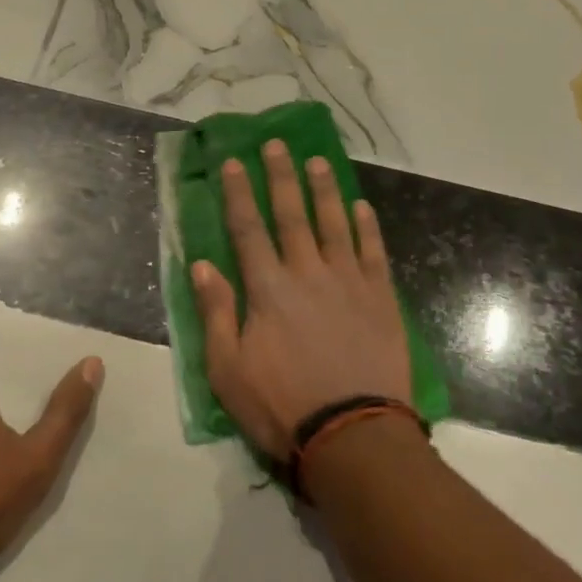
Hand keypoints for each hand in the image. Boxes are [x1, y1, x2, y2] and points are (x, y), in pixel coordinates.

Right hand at [190, 141, 411, 460]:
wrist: (353, 436)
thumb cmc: (282, 405)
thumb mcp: (228, 369)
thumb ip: (216, 311)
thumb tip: (201, 264)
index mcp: (268, 288)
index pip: (248, 228)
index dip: (238, 192)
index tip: (232, 162)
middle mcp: (307, 272)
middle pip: (292, 214)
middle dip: (281, 176)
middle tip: (276, 144)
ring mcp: (348, 282)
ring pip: (335, 223)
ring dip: (324, 190)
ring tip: (318, 161)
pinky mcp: (380, 298)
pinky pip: (373, 252)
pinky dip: (367, 227)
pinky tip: (362, 207)